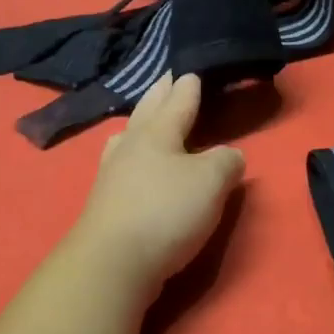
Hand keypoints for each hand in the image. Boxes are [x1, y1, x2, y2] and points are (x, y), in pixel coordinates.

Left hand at [74, 73, 245, 288]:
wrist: (113, 262)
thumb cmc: (166, 212)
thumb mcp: (211, 182)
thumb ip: (225, 162)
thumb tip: (228, 156)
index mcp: (157, 133)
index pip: (177, 101)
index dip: (188, 86)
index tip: (191, 71)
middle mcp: (131, 146)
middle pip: (146, 113)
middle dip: (159, 95)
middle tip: (166, 80)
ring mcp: (112, 174)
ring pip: (128, 138)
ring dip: (139, 124)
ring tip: (144, 119)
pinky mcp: (105, 202)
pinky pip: (121, 164)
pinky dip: (131, 155)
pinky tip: (131, 165)